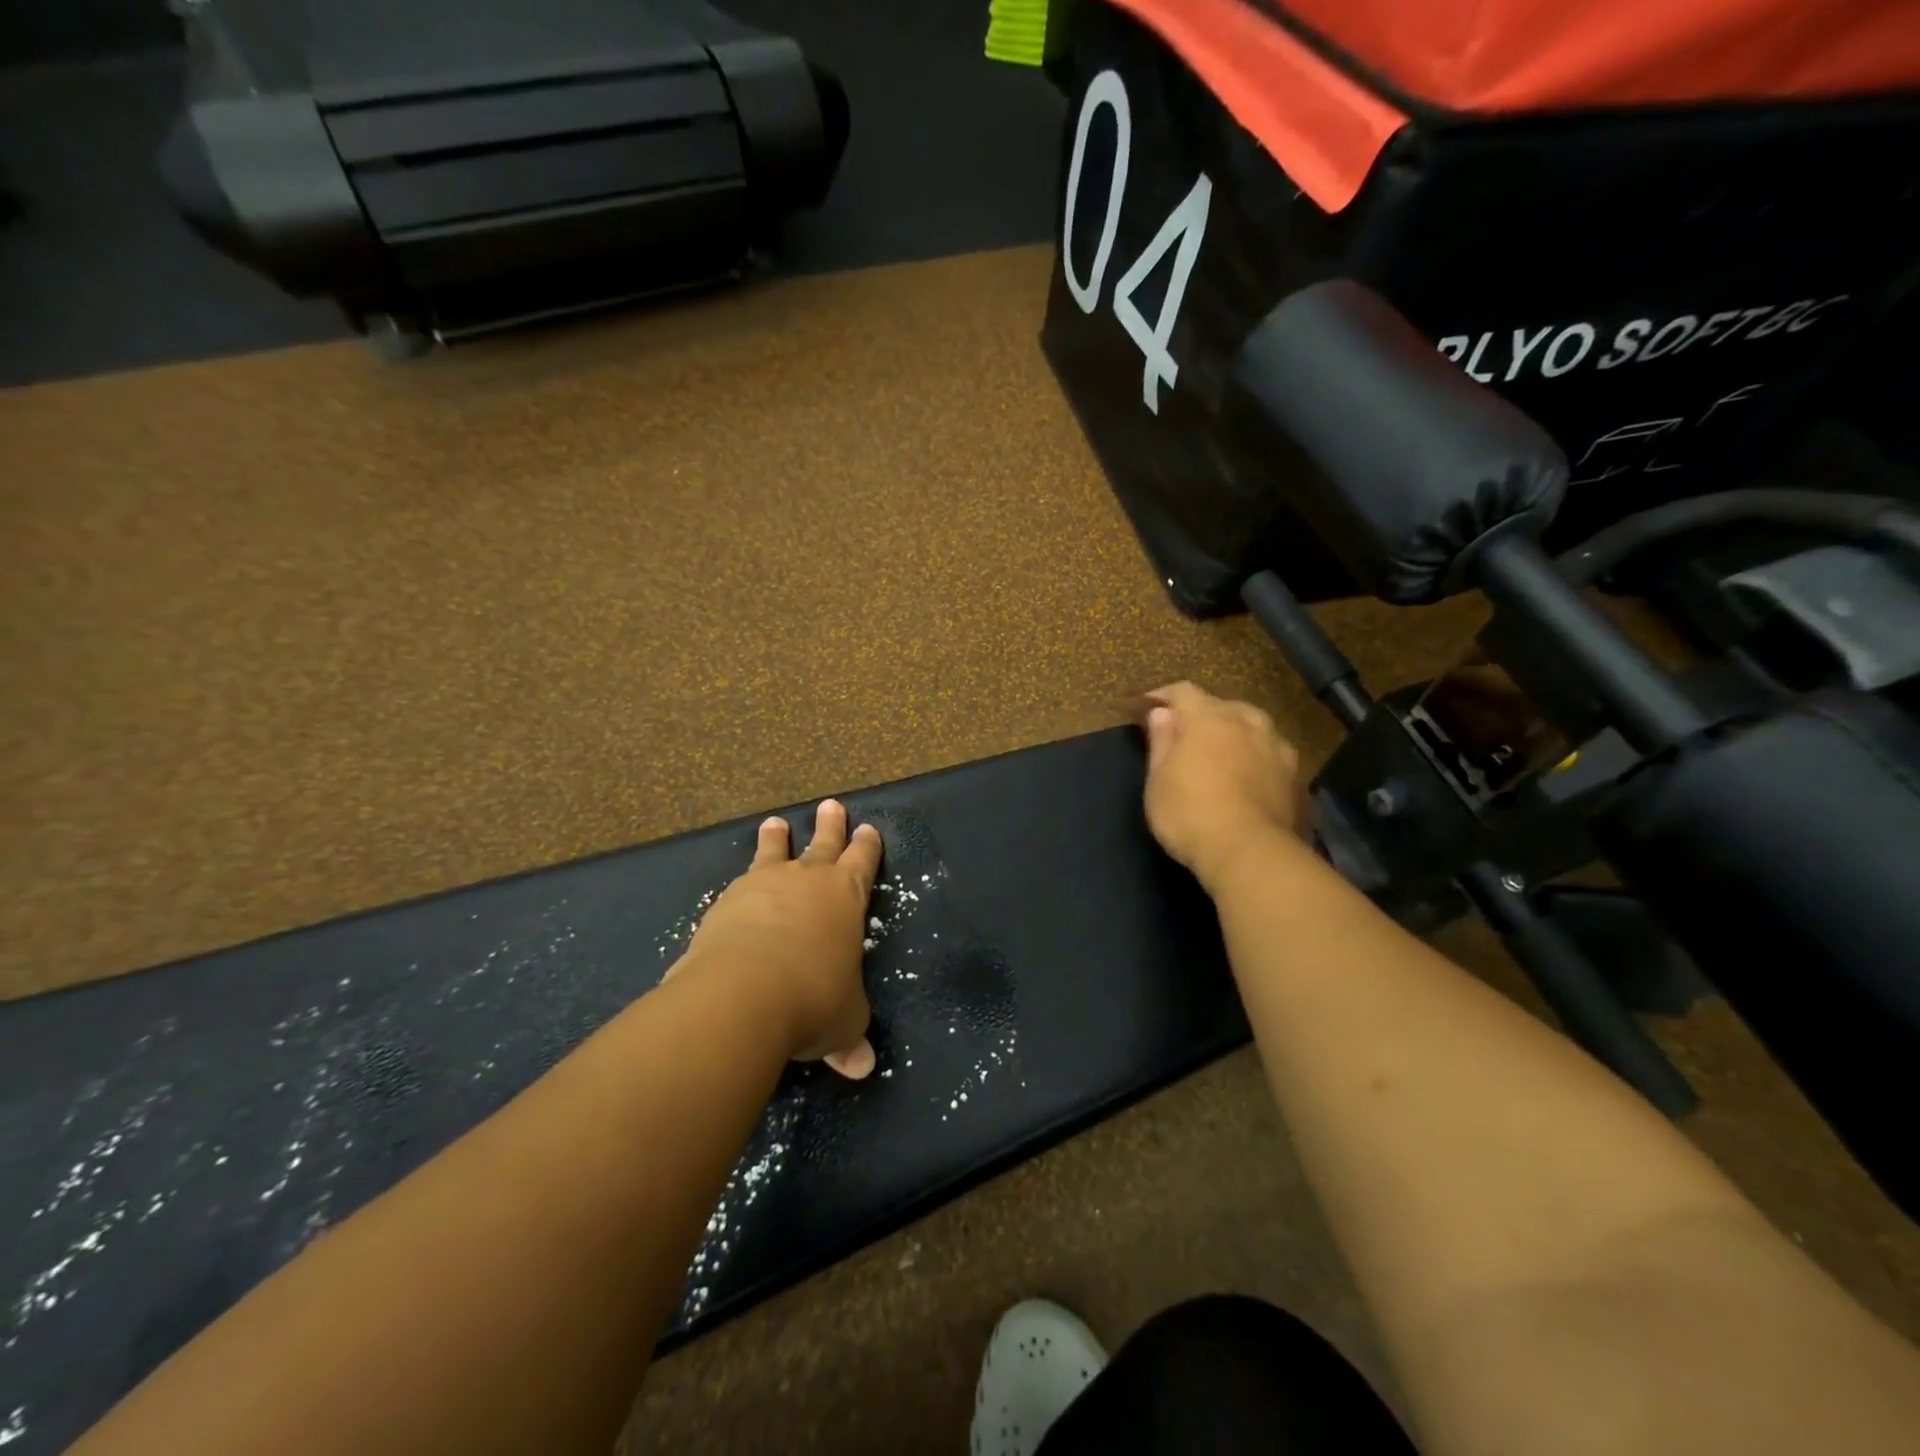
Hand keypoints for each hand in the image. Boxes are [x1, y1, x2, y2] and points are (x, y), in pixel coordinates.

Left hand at [674, 799, 880, 1078]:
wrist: (743, 993)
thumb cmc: (813, 999)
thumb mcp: (843, 1022)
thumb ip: (850, 1036)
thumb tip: (861, 1068)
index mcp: (846, 897)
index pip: (863, 862)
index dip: (867, 846)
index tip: (869, 829)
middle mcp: (807, 880)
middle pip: (823, 843)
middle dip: (830, 826)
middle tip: (831, 805)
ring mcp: (764, 885)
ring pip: (775, 852)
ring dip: (777, 838)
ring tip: (775, 823)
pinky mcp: (726, 901)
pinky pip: (740, 881)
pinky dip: (743, 880)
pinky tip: (736, 887)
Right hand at [1142, 682, 1305, 893]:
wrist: (1251, 853)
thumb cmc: (1190, 812)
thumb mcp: (1159, 780)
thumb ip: (1161, 741)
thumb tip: (1161, 713)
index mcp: (1209, 718)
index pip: (1184, 691)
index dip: (1163, 695)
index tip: (1147, 708)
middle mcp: (1248, 723)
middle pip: (1224, 705)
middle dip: (1203, 713)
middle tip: (1186, 732)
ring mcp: (1278, 749)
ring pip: (1254, 727)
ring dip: (1236, 732)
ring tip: (1223, 750)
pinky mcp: (1297, 777)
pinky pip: (1271, 754)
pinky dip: (1256, 757)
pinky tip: (1249, 776)